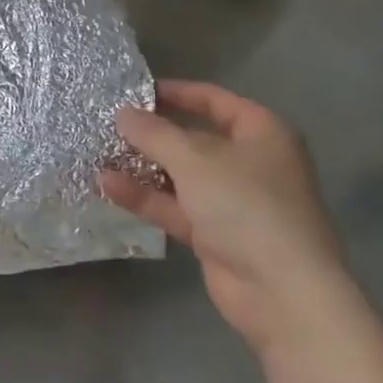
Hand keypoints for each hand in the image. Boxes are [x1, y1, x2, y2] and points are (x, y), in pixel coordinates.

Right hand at [100, 80, 347, 351]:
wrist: (282, 291)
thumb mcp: (195, 159)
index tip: (136, 91)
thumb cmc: (246, 206)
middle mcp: (250, 164)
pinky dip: (145, 197)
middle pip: (195, 139)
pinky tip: (107, 185)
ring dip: (143, 166)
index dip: (177, 92)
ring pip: (181, 176)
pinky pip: (175, 207)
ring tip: (99, 152)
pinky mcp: (215, 235)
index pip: (215, 100)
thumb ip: (155, 133)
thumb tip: (122, 113)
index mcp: (262, 134)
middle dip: (153, 133)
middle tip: (110, 123)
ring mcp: (233, 202)